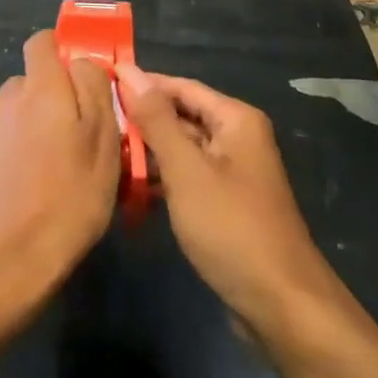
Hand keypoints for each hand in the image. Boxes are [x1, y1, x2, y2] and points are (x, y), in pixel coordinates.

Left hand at [0, 31, 118, 332]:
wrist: (6, 264)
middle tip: (82, 134)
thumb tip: (82, 62)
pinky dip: (18, 155)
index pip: (42, 41)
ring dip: (36, 127)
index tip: (84, 81)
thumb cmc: (68, 198)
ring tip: (59, 167)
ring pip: (17, 114)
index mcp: (38, 88)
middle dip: (55, 96)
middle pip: (32, 81)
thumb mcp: (103, 140)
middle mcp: (5, 101)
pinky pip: (4, 145)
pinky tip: (33, 190)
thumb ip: (94, 88)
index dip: (63, 52)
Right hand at [119, 65, 335, 330]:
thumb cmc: (231, 227)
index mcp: (235, 119)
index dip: (142, 84)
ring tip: (104, 153)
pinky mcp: (226, 203)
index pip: (181, 86)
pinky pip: (188, 177)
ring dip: (149, 152)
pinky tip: (130, 189)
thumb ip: (156, 120)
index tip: (101, 85)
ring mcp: (233, 172)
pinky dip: (162, 179)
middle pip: (182, 116)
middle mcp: (238, 138)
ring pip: (183, 149)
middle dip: (142, 120)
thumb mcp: (187, 170)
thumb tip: (129, 71)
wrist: (281, 305)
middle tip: (96, 123)